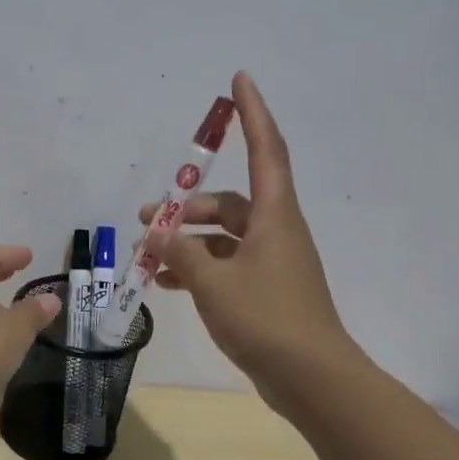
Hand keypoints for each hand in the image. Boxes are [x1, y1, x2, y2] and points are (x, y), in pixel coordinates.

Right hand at [144, 72, 356, 412]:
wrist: (312, 379)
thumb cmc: (267, 319)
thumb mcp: (213, 283)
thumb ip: (180, 253)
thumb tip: (156, 234)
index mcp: (275, 216)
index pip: (266, 149)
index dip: (253, 112)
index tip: (239, 79)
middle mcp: (276, 231)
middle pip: (230, 201)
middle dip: (188, 206)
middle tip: (148, 217)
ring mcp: (271, 262)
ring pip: (222, 237)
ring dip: (186, 242)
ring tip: (146, 256)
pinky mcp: (265, 291)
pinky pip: (224, 266)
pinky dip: (196, 269)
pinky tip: (163, 283)